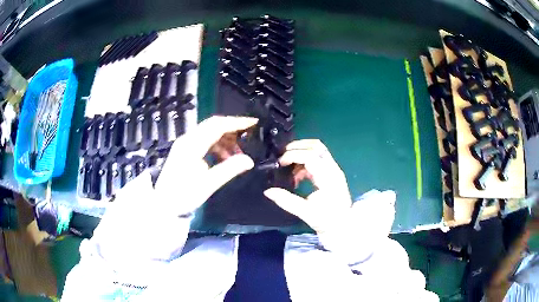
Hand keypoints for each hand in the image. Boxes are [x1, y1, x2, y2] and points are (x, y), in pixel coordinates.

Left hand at [91, 116, 257, 272]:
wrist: (163, 205)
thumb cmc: (182, 196)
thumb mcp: (207, 185)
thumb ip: (228, 170)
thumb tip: (248, 161)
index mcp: (192, 145)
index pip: (217, 126)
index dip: (237, 122)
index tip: (253, 124)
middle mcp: (188, 140)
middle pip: (214, 126)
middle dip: (233, 131)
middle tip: (249, 139)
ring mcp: (186, 145)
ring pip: (211, 134)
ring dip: (226, 141)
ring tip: (238, 156)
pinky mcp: (186, 152)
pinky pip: (206, 143)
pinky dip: (218, 147)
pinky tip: (225, 159)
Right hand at [264, 139, 352, 232]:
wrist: (343, 227)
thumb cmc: (326, 221)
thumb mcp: (305, 212)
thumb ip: (286, 200)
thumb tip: (268, 191)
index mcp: (328, 177)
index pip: (310, 156)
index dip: (293, 155)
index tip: (280, 163)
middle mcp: (333, 170)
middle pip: (316, 146)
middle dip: (297, 147)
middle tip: (282, 156)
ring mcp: (333, 171)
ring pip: (318, 150)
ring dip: (301, 153)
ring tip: (288, 166)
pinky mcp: (331, 174)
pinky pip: (317, 160)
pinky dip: (305, 162)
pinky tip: (297, 177)